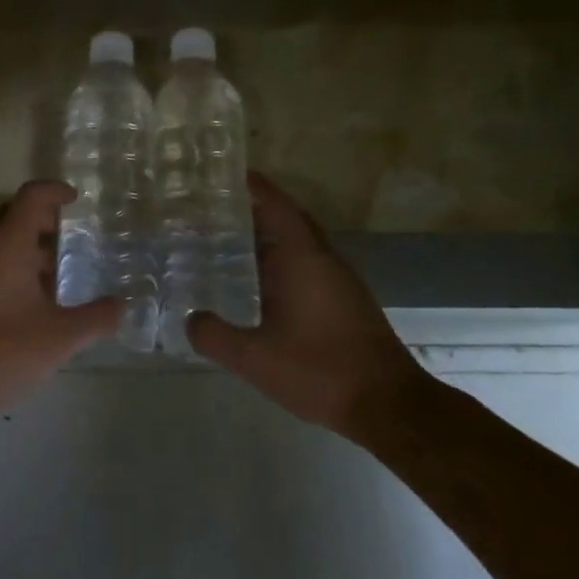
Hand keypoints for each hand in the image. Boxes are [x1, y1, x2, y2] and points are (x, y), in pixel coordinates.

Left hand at [0, 180, 120, 412]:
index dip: (55, 191)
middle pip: (12, 215)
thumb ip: (96, 319)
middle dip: (42, 220)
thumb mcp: (60, 338)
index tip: (76, 200)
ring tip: (55, 275)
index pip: (31, 196)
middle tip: (71, 239)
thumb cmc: (3, 353)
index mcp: (5, 244)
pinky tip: (27, 302)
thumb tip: (122, 306)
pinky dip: (8, 266)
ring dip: (25, 247)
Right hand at [187, 172, 430, 440]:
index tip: (223, 173)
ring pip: (298, 242)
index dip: (251, 185)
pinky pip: (307, 263)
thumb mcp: (256, 358)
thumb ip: (215, 336)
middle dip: (254, 209)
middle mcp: (323, 258)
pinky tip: (259, 283)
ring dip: (268, 236)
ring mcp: (338, 279)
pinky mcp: (345, 299)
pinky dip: (281, 260)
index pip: (275, 204)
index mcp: (303, 257)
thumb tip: (189, 319)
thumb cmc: (320, 371)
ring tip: (227, 241)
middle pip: (287, 218)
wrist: (389, 405)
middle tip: (214, 209)